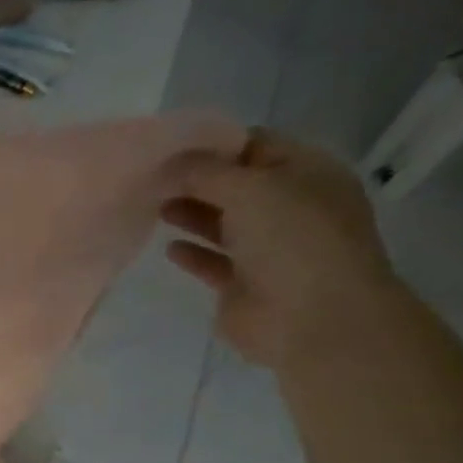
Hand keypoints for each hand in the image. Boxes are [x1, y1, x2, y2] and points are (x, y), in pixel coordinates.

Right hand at [163, 129, 405, 370]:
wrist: (313, 318)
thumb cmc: (292, 240)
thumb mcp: (250, 188)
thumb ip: (204, 172)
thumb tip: (167, 164)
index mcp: (306, 173)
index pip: (255, 145)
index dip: (213, 144)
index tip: (167, 147)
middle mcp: (289, 207)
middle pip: (234, 185)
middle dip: (195, 180)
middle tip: (149, 179)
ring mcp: (268, 248)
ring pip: (222, 223)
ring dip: (190, 213)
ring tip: (152, 208)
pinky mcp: (244, 284)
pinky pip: (213, 262)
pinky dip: (192, 254)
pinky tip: (168, 248)